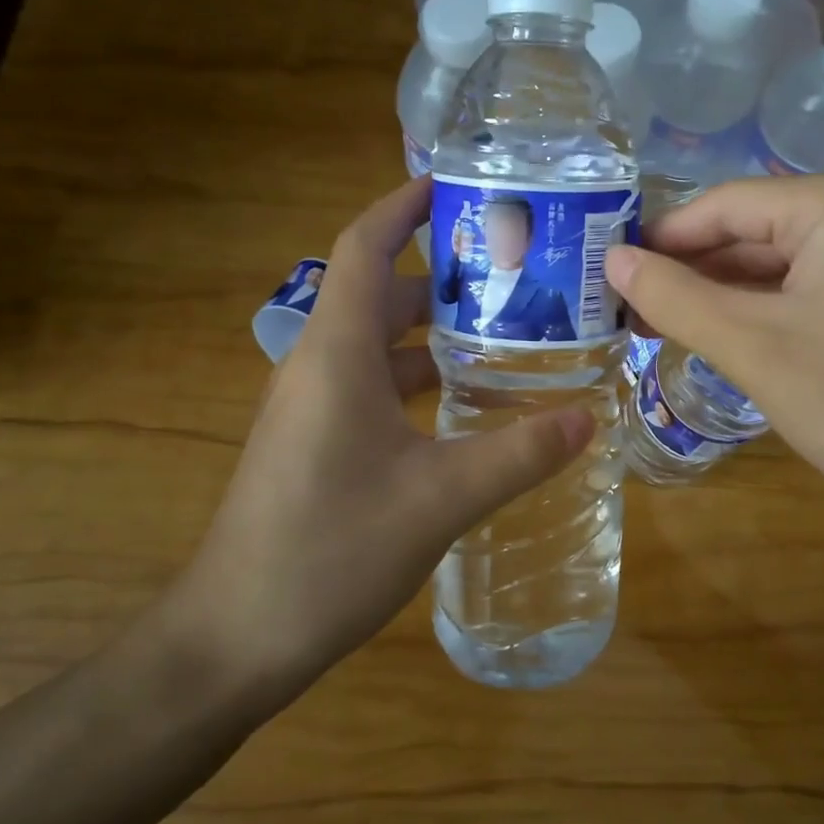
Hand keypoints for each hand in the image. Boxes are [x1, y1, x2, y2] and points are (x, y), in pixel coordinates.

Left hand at [166, 177, 593, 696]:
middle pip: (382, 292)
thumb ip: (518, 453)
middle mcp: (320, 365)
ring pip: (381, 344)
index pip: (364, 247)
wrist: (234, 638)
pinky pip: (375, 387)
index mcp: (337, 353)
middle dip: (444, 274)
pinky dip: (421, 379)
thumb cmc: (329, 551)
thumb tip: (589, 418)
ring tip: (508, 330)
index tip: (456, 185)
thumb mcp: (439, 498)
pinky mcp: (317, 443)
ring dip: (437, 332)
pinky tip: (470, 404)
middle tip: (515, 270)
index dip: (403, 206)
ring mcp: (314, 407)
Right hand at [605, 169, 823, 544]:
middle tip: (624, 304)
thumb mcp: (750, 346)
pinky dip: (759, 305)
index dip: (662, 237)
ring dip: (719, 291)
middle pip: (753, 228)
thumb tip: (611, 259)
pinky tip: (713, 328)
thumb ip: (674, 296)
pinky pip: (806, 282)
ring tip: (654, 321)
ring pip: (777, 258)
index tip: (607, 268)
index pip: (728, 204)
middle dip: (690, 269)